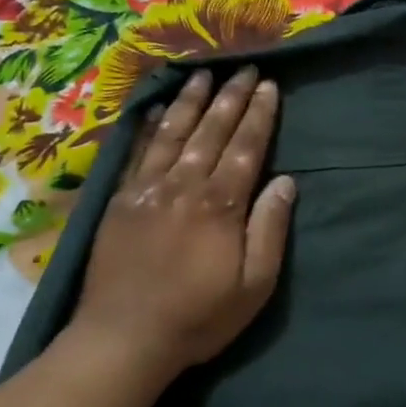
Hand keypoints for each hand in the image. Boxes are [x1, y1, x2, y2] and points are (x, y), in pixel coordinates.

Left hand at [67, 67, 295, 381]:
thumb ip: (269, 229)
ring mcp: (147, 189)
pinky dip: (151, 127)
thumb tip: (285, 181)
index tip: (268, 86)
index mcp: (220, 204)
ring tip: (204, 75)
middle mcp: (184, 185)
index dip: (259, 115)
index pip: (246, 147)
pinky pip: (138, 152)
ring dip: (191, 101)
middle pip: (211, 131)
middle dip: (231, 97)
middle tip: (244, 68)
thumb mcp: (254, 285)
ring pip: (174, 132)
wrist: (123, 338)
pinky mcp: (120, 200)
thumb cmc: (198, 317)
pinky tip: (159, 109)